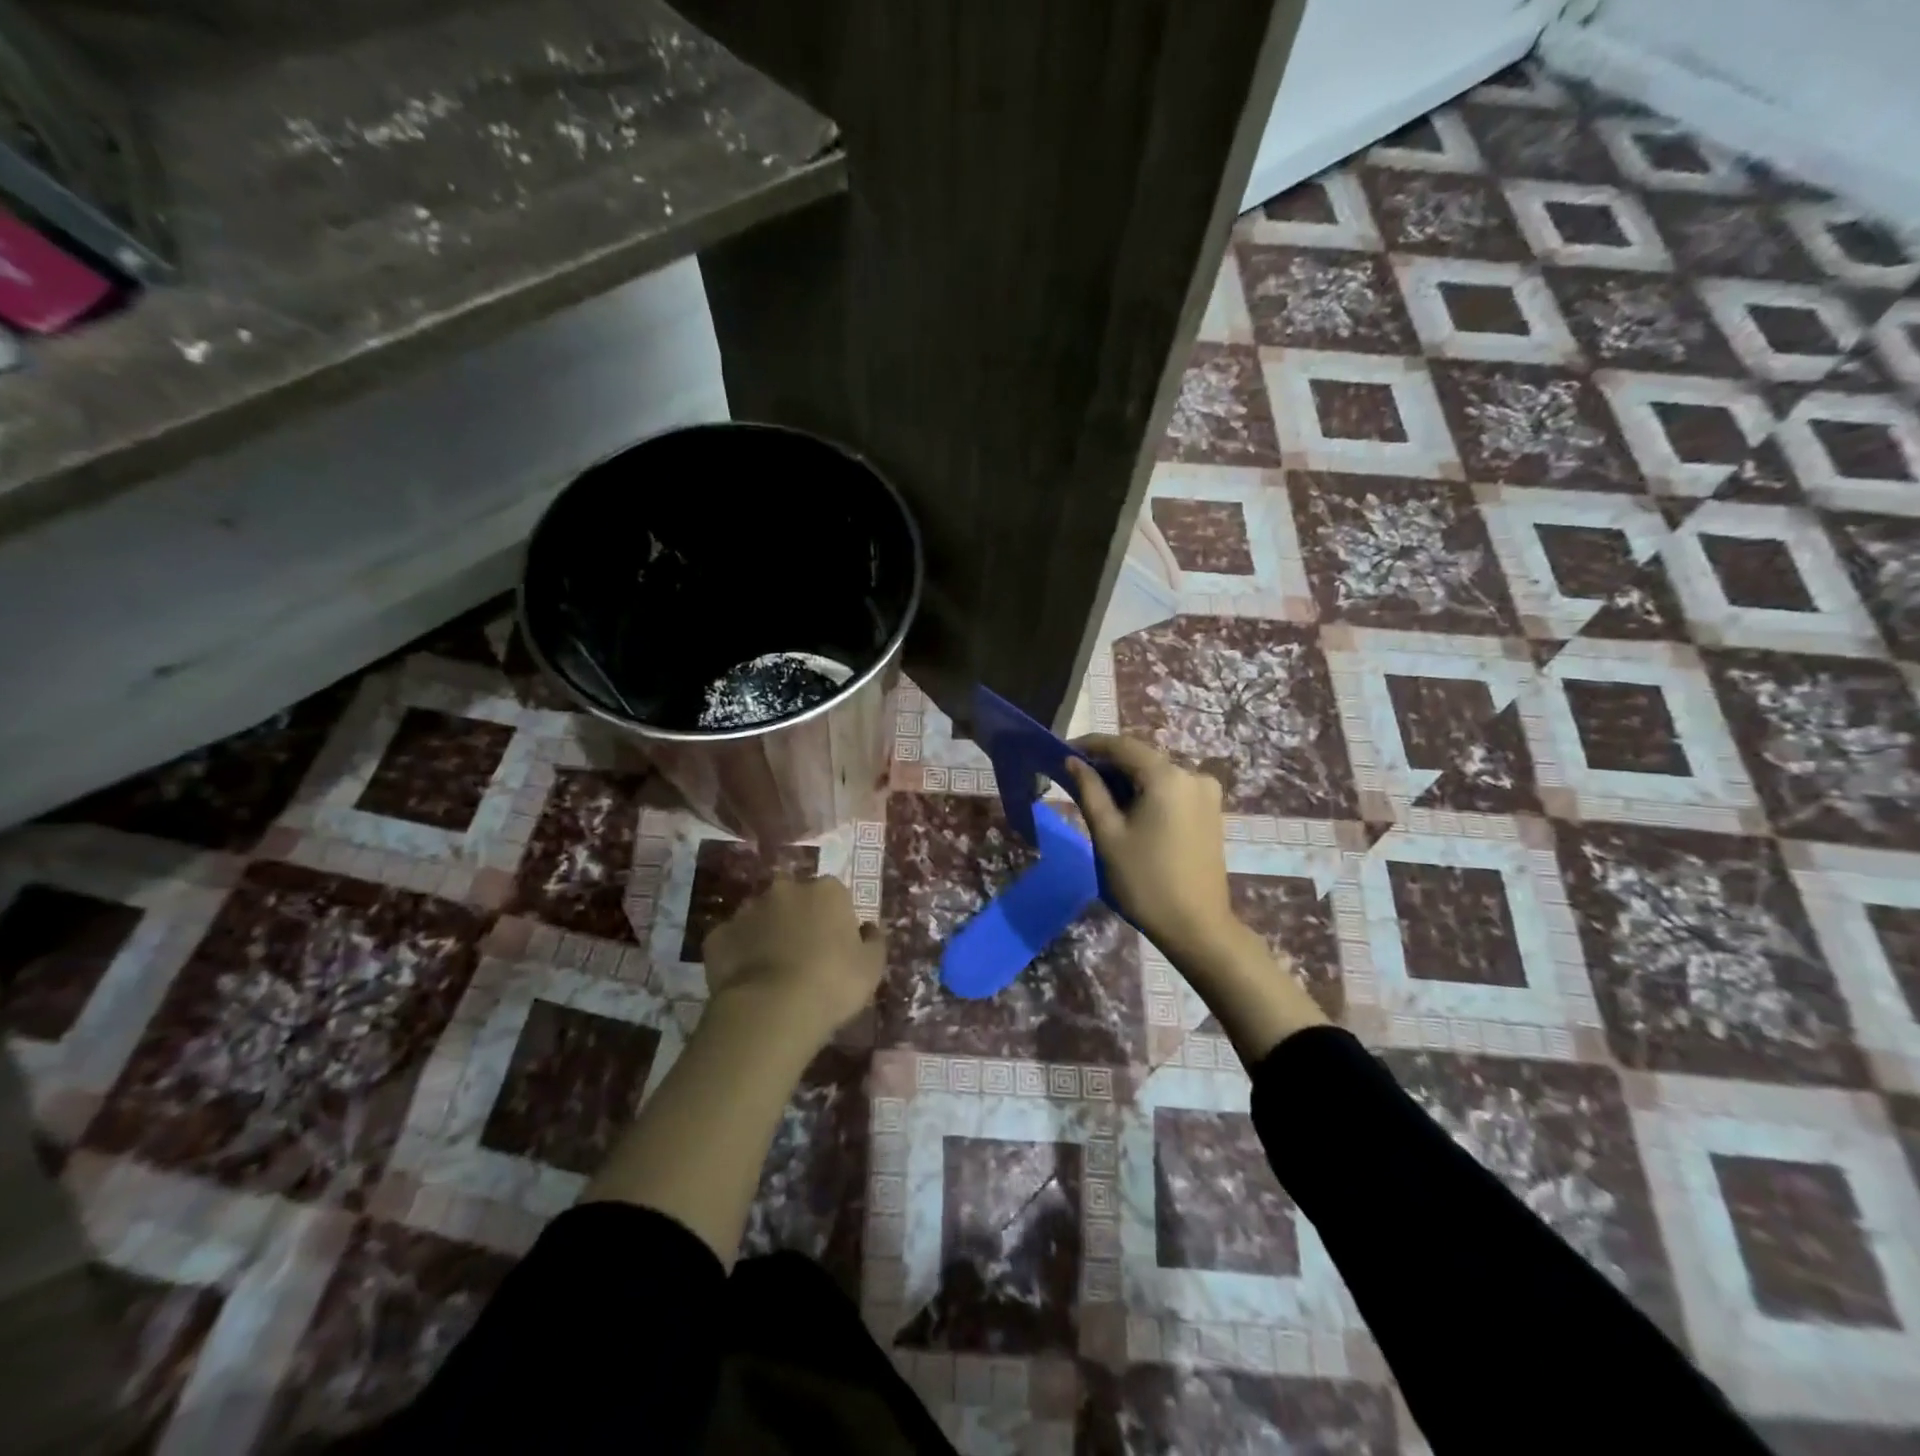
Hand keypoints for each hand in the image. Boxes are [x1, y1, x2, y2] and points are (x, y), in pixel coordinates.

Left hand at [703, 874, 885, 1050]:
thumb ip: (873, 941)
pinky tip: (747, 980)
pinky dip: (739, 954)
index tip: (836, 944)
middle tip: (803, 954)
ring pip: (760, 916)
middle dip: (797, 918)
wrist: (772, 1010)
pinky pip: (732, 940)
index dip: (835, 918)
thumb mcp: (872, 966)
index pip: (834, 894)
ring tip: (772, 970)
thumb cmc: (833, 983)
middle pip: (794, 899)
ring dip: (766, 933)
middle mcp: (786, 889)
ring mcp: (747, 910)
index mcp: (827, 891)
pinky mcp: (718, 936)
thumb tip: (867, 928)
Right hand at [1065, 734, 1326, 1061]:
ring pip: (1156, 775)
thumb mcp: (1108, 834)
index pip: (1122, 746)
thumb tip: (1073, 761)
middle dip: (1107, 765)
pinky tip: (1127, 811)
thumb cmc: (1144, 881)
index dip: (1090, 745)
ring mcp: (1206, 793)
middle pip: (1141, 759)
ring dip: (1126, 780)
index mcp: (1167, 777)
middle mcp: (1192, 775)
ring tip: (1097, 798)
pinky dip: (1146, 793)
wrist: (1196, 927)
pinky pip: (1171, 790)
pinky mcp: (1210, 811)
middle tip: (1074, 779)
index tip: (1062, 752)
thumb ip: (1089, 791)